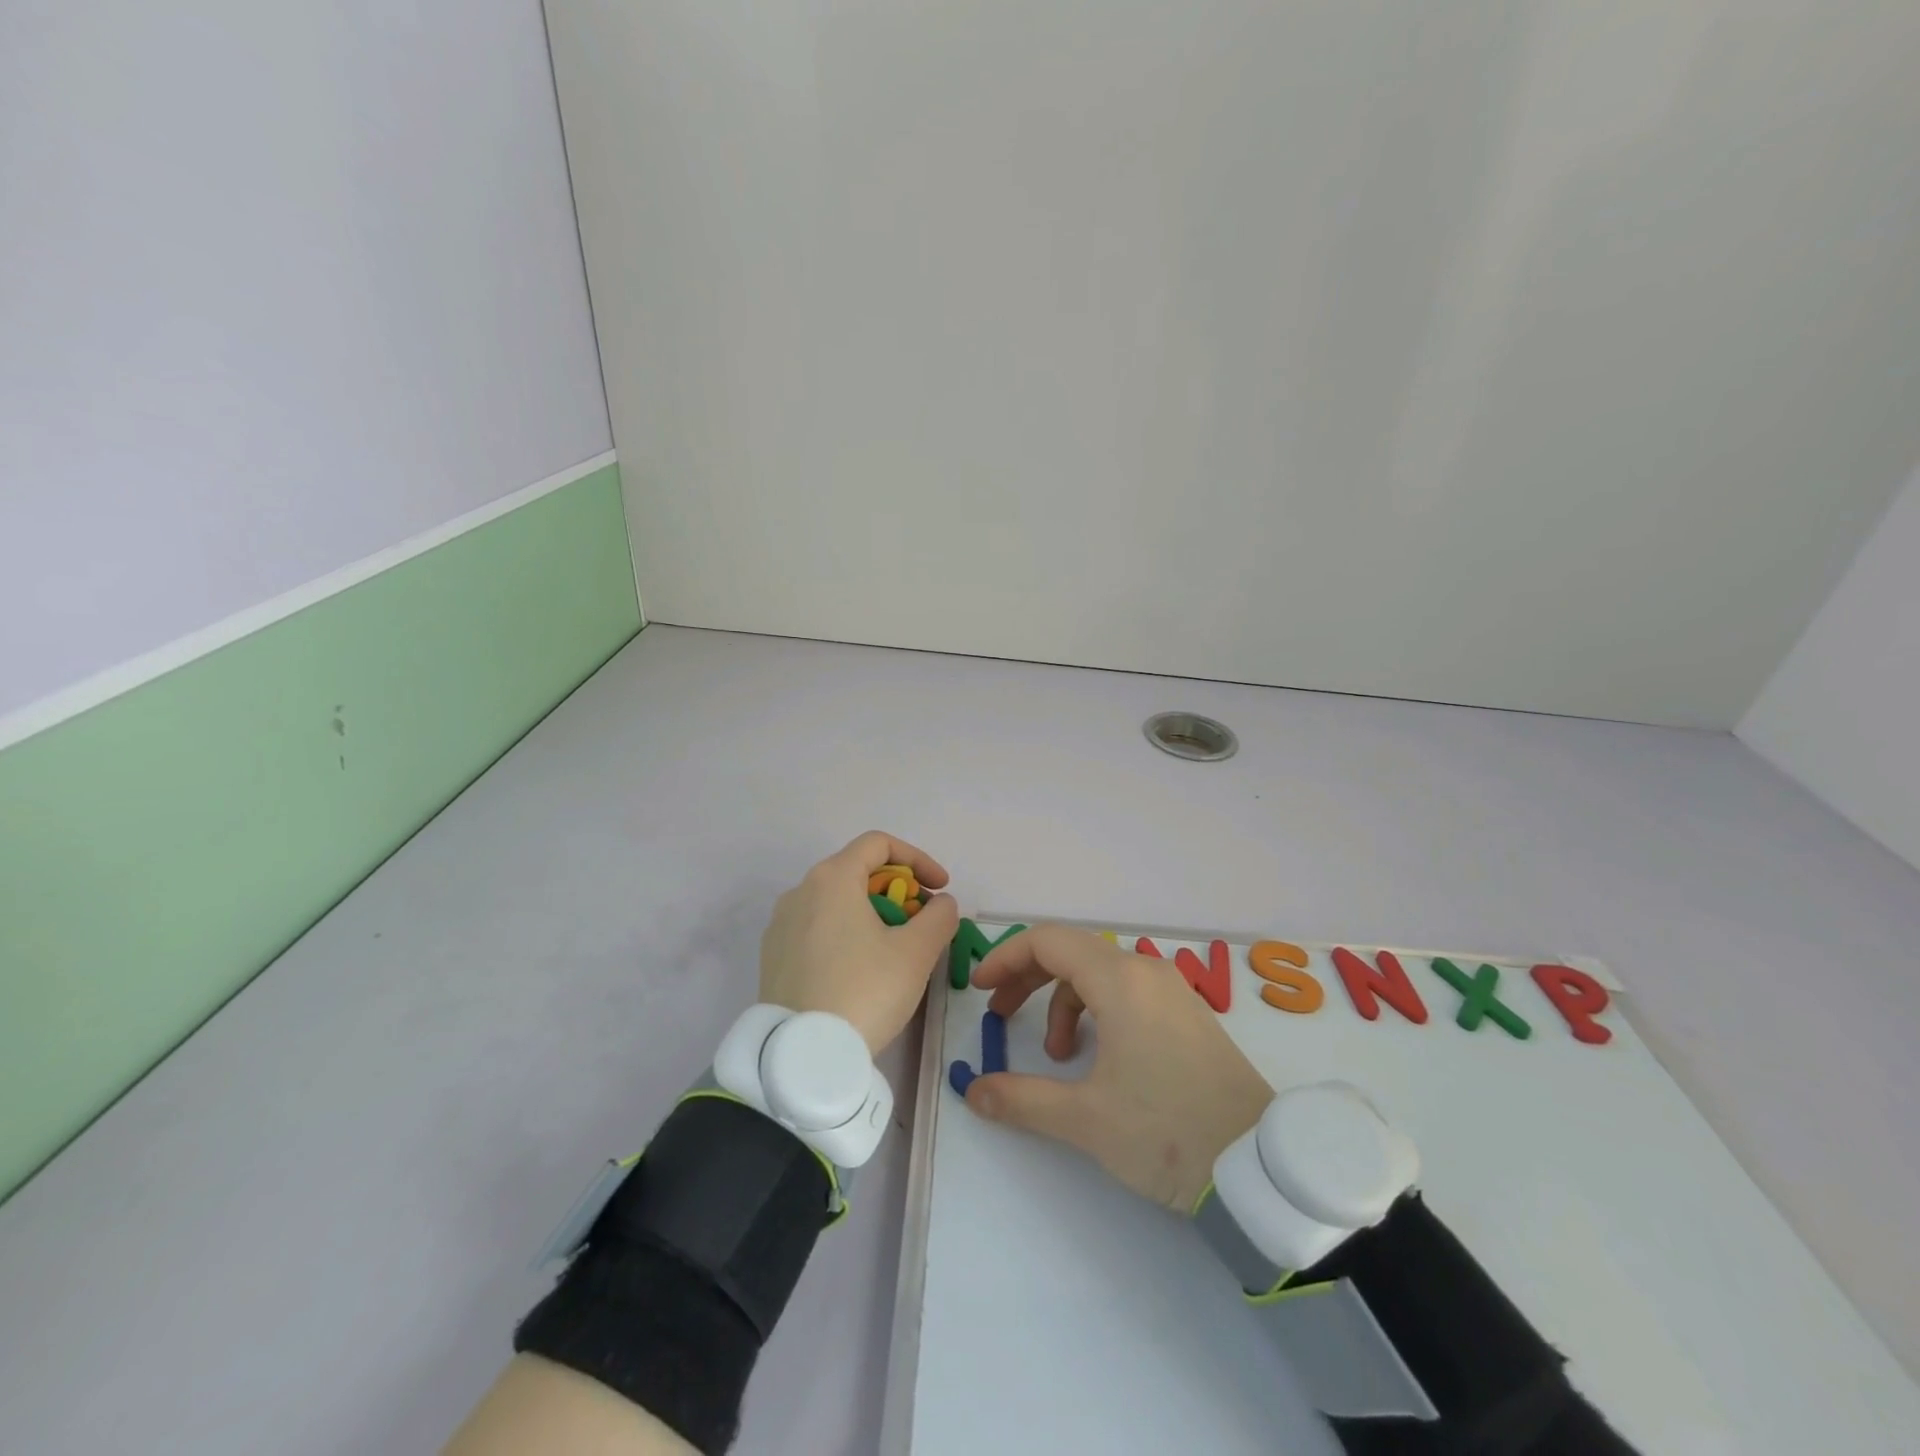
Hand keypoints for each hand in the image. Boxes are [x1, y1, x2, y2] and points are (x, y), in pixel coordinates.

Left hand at [759, 831, 959, 1054]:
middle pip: (857, 872)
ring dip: (873, 914)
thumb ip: (939, 917)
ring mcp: (781, 925)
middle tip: (921, 924)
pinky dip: (847, 934)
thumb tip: (940, 904)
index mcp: (832, 878)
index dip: (918, 860)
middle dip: (898, 891)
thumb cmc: (864, 991)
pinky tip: (862, 970)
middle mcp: (800, 891)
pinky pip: (817, 929)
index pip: (879, 844)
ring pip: (837, 902)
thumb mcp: (916, 953)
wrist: (803, 1057)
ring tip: (895, 950)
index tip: (940, 890)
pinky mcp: (773, 956)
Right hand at [965, 925, 1273, 1211]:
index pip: (1048, 941)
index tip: (979, 988)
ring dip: (1062, 1000)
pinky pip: (1126, 990)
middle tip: (1000, 1013)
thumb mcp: (1086, 1119)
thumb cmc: (1167, 1132)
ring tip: (1056, 1054)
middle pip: (1071, 951)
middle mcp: (1145, 971)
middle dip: (1027, 977)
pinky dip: (1096, 1009)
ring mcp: (1171, 989)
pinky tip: (1096, 1055)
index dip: (1006, 958)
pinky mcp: (1186, 1012)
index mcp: (1119, 981)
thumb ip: (1022, 1099)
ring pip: (1099, 972)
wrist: (1262, 1167)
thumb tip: (973, 1092)